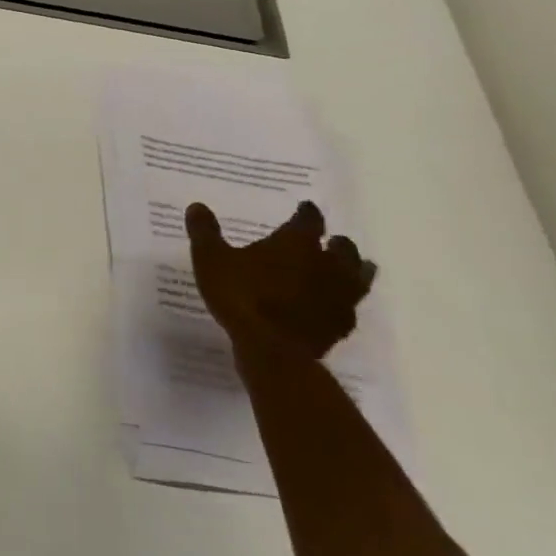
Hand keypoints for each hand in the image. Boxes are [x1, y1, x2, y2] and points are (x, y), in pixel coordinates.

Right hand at [185, 200, 375, 359]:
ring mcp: (339, 296)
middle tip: (327, 241)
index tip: (304, 208)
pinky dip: (344, 303)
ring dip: (353, 270)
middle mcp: (326, 264)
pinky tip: (333, 306)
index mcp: (298, 243)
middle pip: (343, 247)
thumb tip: (197, 206)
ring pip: (359, 276)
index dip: (306, 212)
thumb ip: (204, 232)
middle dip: (336, 242)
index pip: (309, 219)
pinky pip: (349, 308)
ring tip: (347, 269)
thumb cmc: (240, 295)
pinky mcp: (340, 325)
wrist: (271, 349)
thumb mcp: (210, 259)